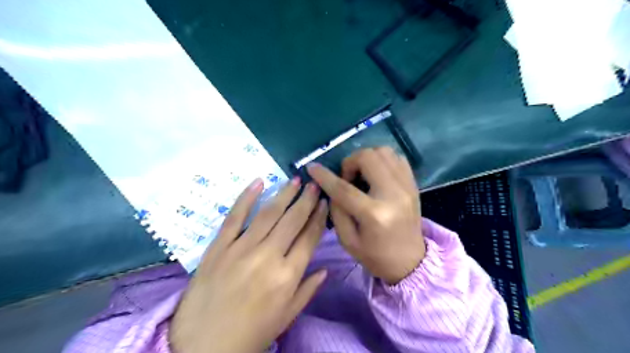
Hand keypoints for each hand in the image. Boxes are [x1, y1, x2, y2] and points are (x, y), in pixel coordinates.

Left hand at [171, 178, 329, 352]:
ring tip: (295, 180)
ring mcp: (241, 249)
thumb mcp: (286, 317)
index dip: (319, 218)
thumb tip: (325, 269)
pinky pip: (234, 217)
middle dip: (306, 200)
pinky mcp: (219, 247)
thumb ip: (308, 290)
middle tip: (314, 185)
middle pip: (292, 221)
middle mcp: (267, 256)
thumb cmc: (250, 334)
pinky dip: (246, 198)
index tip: (325, 203)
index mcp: (287, 276)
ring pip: (268, 214)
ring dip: (284, 194)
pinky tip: (258, 182)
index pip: (309, 238)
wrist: (202, 347)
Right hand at [307, 148, 425, 285]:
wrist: (410, 261)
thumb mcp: (347, 239)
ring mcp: (407, 187)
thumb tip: (330, 185)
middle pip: (368, 158)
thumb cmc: (375, 255)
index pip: (343, 188)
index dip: (324, 176)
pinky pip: (396, 158)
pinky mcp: (413, 184)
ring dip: (366, 159)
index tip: (312, 167)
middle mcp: (393, 195)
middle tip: (346, 178)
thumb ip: (336, 209)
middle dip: (350, 162)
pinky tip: (375, 174)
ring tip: (361, 175)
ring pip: (383, 151)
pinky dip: (382, 160)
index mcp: (374, 214)